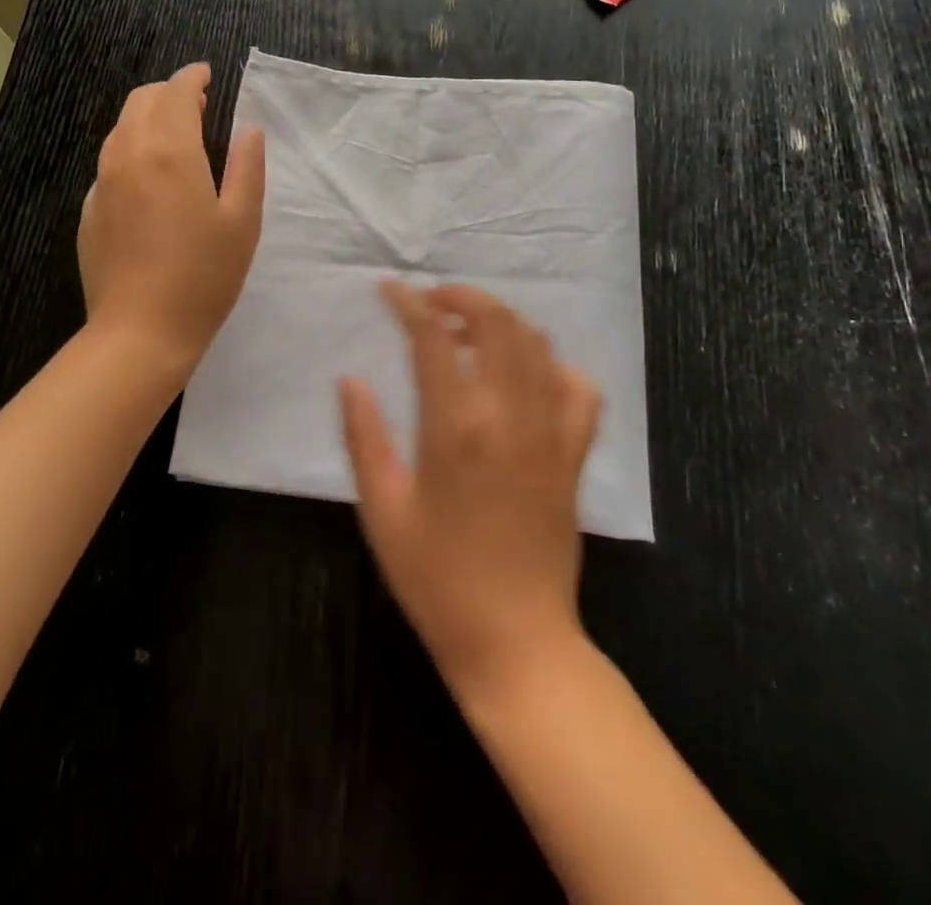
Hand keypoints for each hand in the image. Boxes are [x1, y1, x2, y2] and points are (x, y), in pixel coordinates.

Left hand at [78, 63, 265, 365]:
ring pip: (120, 129)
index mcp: (169, 151)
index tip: (207, 75)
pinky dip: (132, 152)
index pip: (176, 92)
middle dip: (168, 93)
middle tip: (197, 105)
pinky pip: (110, 163)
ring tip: (176, 137)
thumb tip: (247, 130)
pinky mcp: (90, 211)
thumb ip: (247, 167)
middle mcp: (128, 155)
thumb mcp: (242, 222)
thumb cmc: (203, 276)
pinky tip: (150, 181)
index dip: (192, 77)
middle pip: (141, 101)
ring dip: (147, 119)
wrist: (139, 332)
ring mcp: (102, 183)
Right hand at [340, 283, 600, 698]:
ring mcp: (550, 432)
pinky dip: (553, 364)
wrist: (515, 641)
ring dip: (501, 321)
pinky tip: (527, 373)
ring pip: (536, 345)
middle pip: (496, 322)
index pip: (433, 336)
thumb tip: (351, 378)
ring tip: (468, 330)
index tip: (388, 289)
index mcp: (455, 427)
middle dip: (461, 295)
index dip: (408, 302)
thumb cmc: (436, 579)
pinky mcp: (574, 455)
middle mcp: (509, 416)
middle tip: (431, 300)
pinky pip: (579, 389)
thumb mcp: (383, 510)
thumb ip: (364, 436)